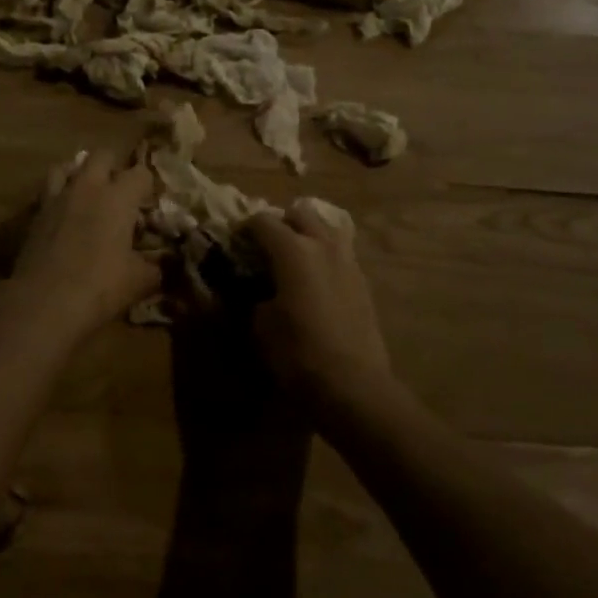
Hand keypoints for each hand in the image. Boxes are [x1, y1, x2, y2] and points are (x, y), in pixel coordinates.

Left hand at [0, 148, 159, 343]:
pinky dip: (58, 196)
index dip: (148, 184)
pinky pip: (48, 192)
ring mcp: (57, 198)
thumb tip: (166, 264)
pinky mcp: (34, 215)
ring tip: (87, 194)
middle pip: (102, 155)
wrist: (43, 304)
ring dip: (80, 174)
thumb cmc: (99, 287)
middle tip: (120, 192)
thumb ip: (157, 266)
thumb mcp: (140, 281)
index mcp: (118, 197)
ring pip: (67, 166)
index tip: (150, 202)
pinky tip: (64, 216)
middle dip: (114, 167)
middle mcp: (87, 187)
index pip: (141, 172)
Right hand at [248, 200, 391, 413]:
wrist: (352, 384)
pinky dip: (325, 256)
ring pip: (327, 228)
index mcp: (293, 250)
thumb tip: (258, 290)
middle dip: (281, 222)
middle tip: (267, 245)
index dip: (244, 228)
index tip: (235, 242)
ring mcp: (348, 261)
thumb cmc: (297, 352)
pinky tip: (316, 281)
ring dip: (309, 234)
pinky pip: (340, 253)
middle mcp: (323, 245)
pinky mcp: (362, 282)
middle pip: (300, 213)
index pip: (263, 221)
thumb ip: (255, 296)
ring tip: (295, 258)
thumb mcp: (260, 326)